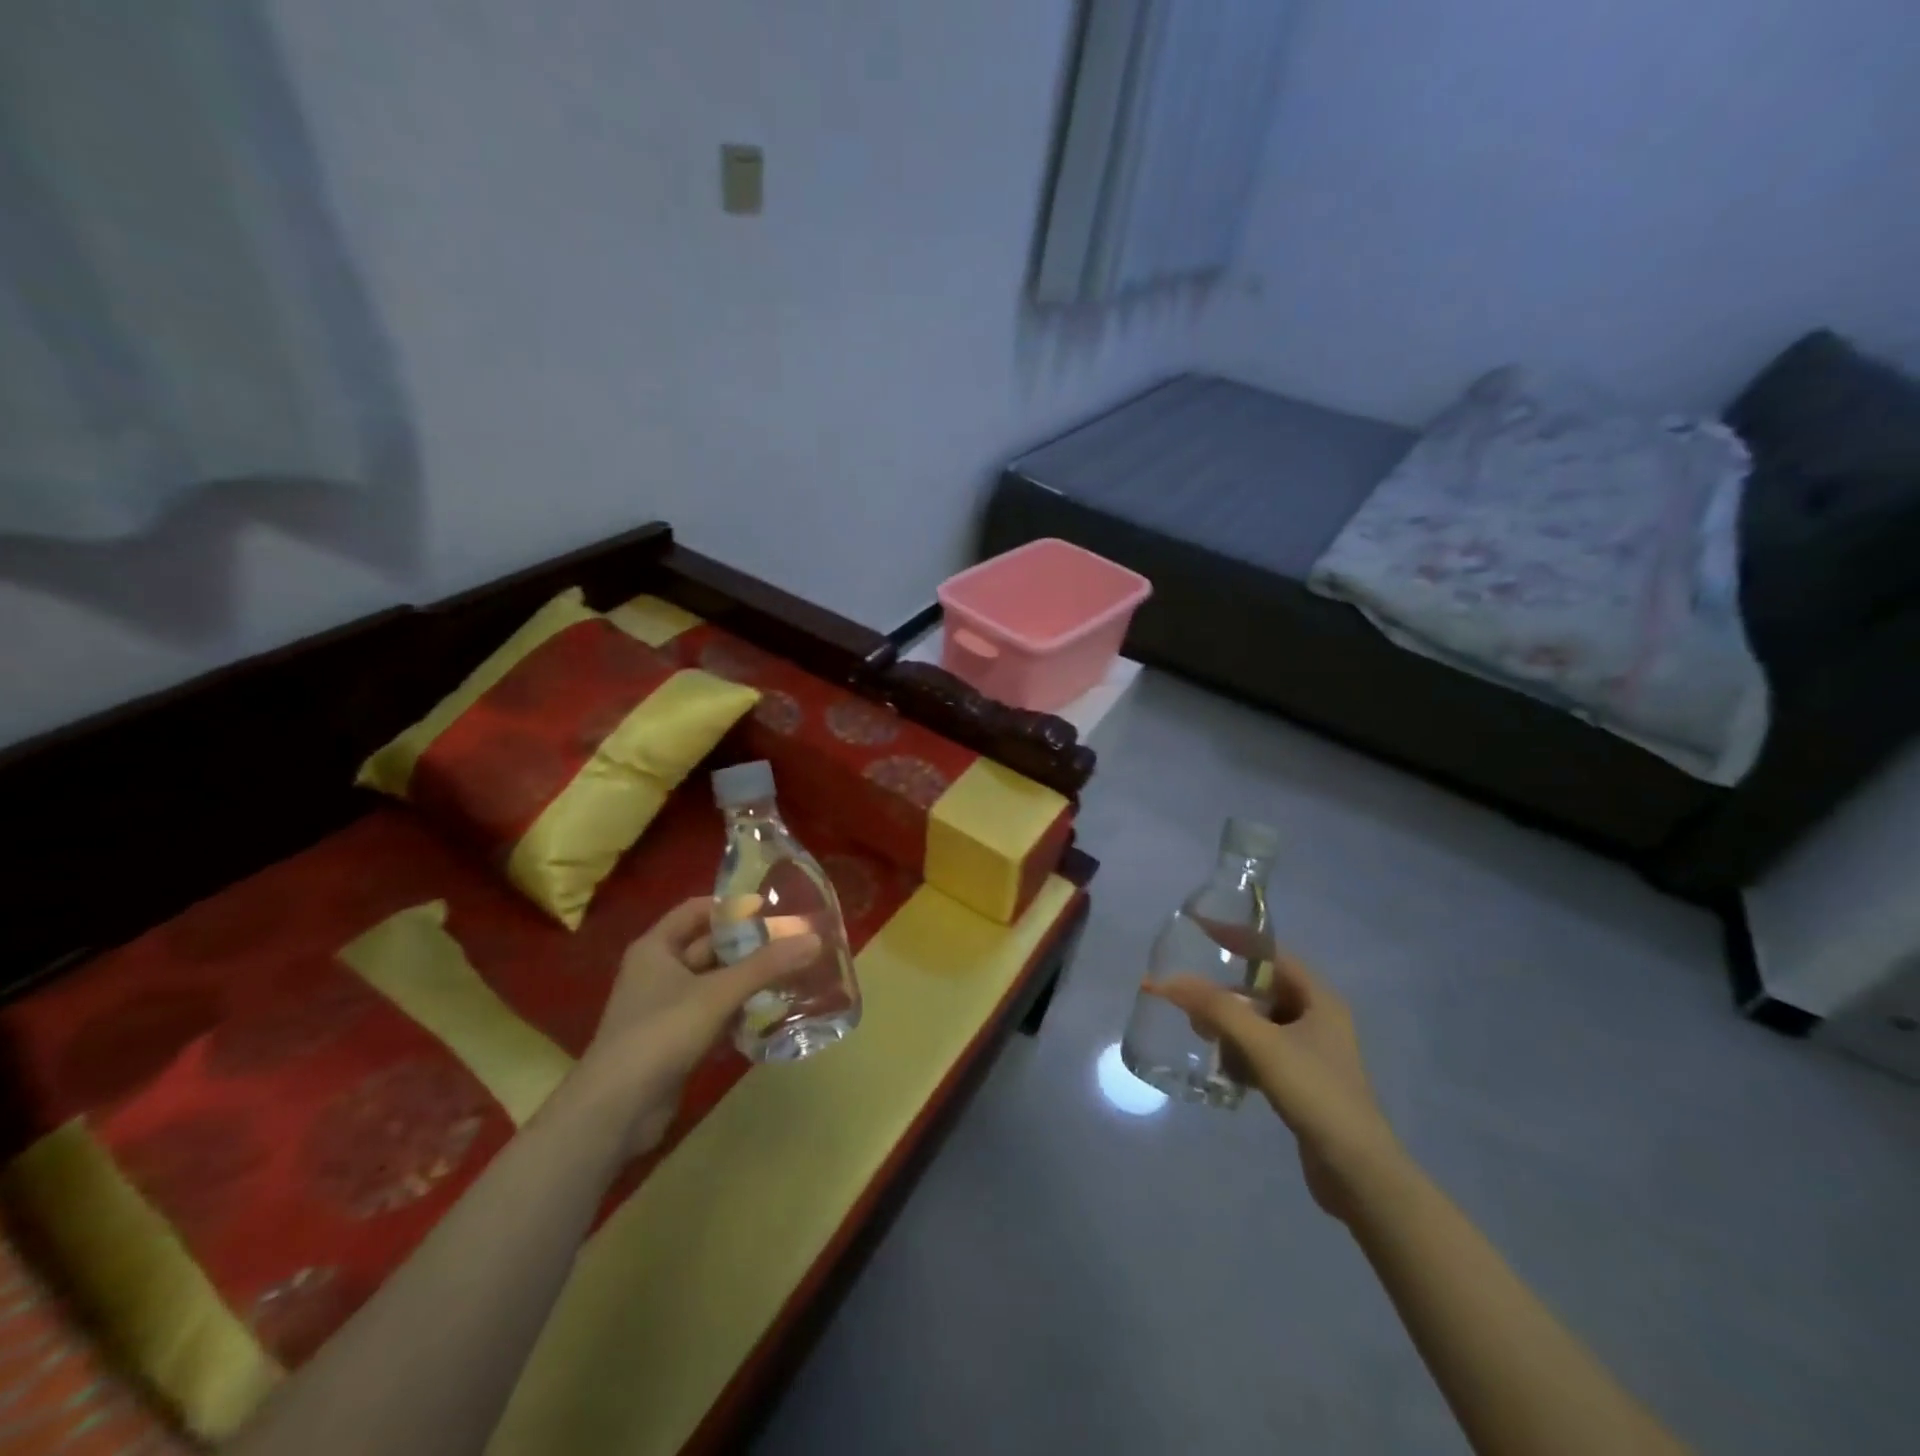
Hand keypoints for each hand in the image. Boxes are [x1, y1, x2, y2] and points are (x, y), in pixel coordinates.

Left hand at [569, 897, 819, 1157]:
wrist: (615, 1111)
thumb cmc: (661, 1033)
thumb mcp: (718, 993)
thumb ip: (766, 966)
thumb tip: (815, 939)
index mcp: (656, 948)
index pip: (697, 910)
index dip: (733, 907)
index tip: (773, 910)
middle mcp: (658, 971)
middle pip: (710, 947)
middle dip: (749, 947)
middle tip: (793, 944)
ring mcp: (665, 1009)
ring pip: (714, 983)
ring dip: (747, 982)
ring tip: (791, 977)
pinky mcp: (674, 1041)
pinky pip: (712, 1015)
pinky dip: (737, 1014)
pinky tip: (769, 1017)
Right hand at [1145, 952, 1400, 1220]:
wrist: (1358, 1172)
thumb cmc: (1316, 1093)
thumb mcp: (1262, 1044)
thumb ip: (1215, 1008)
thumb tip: (1167, 981)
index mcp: (1319, 998)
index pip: (1271, 954)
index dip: (1236, 939)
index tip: (1199, 930)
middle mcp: (1319, 1019)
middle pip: (1263, 989)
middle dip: (1226, 992)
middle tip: (1190, 995)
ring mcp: (1313, 1053)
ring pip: (1261, 1023)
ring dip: (1230, 1025)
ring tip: (1200, 1033)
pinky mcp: (1304, 1082)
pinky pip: (1264, 1052)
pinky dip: (1241, 1053)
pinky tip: (1223, 1068)